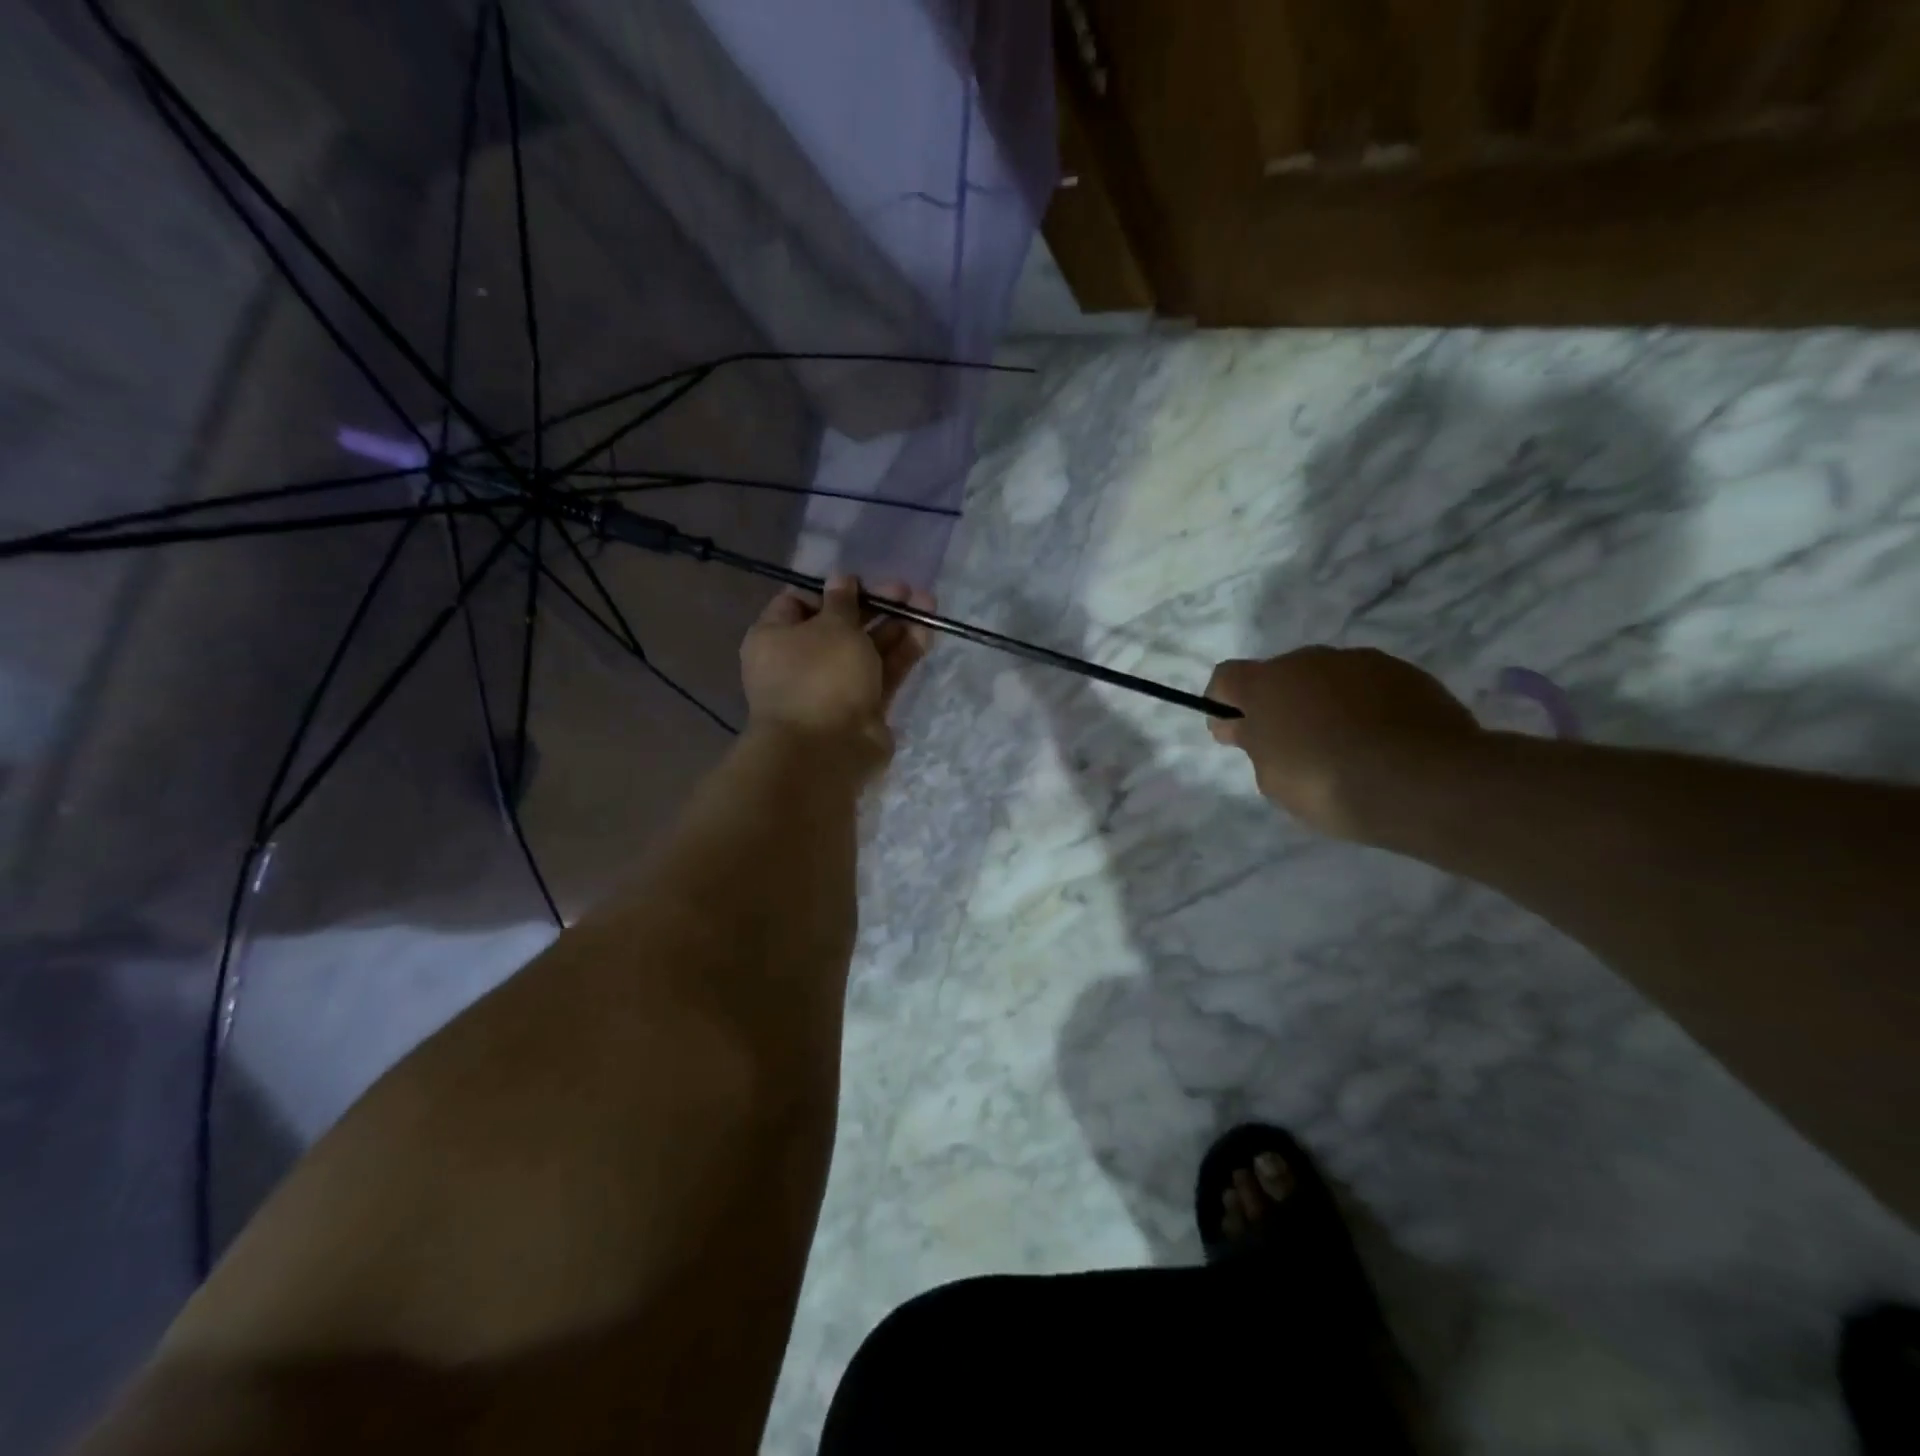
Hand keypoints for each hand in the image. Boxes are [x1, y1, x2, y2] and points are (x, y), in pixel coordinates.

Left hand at [740, 574, 934, 764]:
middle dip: (874, 606)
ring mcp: (833, 687)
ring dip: (895, 626)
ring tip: (927, 603)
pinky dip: (902, 653)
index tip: (860, 582)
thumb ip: (843, 601)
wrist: (826, 750)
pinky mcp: (862, 707)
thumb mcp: (832, 626)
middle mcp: (801, 662)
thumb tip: (841, 579)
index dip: (831, 590)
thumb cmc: (819, 675)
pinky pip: (882, 673)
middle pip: (840, 626)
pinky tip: (926, 632)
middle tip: (905, 590)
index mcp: (775, 638)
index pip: (799, 603)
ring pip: (866, 649)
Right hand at [1205, 647, 1483, 842]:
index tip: (1234, 733)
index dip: (1223, 703)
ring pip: (1327, 679)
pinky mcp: (1406, 673)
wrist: (1424, 781)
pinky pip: (1369, 687)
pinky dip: (1365, 708)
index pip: (1226, 678)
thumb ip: (1254, 744)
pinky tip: (1380, 742)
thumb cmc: (1327, 783)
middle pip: (1280, 676)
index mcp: (1266, 683)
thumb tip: (1244, 726)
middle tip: (1292, 746)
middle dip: (1280, 704)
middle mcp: (1309, 660)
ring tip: (1344, 747)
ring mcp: (1361, 662)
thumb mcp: (1272, 778)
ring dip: (1324, 703)